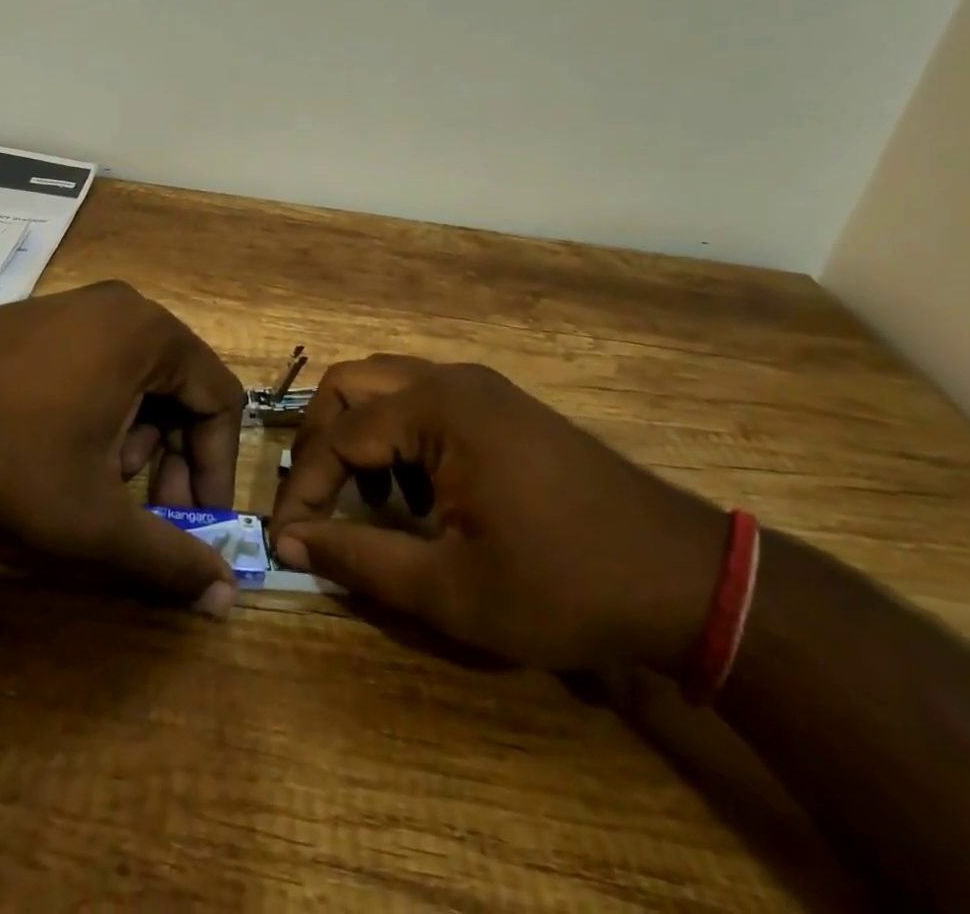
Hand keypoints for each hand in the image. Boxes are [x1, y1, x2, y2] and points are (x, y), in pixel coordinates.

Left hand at [0, 281, 245, 612]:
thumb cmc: (8, 454)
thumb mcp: (93, 518)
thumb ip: (168, 558)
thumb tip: (228, 599)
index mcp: (152, 334)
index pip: (220, 401)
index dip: (215, 469)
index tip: (193, 523)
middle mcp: (123, 307)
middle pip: (180, 388)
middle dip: (169, 458)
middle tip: (144, 511)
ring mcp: (78, 307)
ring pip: (139, 379)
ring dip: (134, 439)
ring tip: (96, 482)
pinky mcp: (43, 318)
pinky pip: (100, 365)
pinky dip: (101, 413)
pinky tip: (63, 450)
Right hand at [268, 356, 726, 669]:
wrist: (684, 578)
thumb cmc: (562, 585)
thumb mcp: (450, 590)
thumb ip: (359, 560)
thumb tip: (290, 542)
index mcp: (436, 408)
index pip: (338, 435)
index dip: (303, 489)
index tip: (285, 540)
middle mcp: (453, 379)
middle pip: (353, 385)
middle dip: (322, 442)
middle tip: (319, 503)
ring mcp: (482, 388)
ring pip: (388, 387)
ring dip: (361, 436)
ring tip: (370, 503)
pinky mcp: (502, 407)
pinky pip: (425, 401)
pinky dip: (399, 436)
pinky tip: (419, 495)